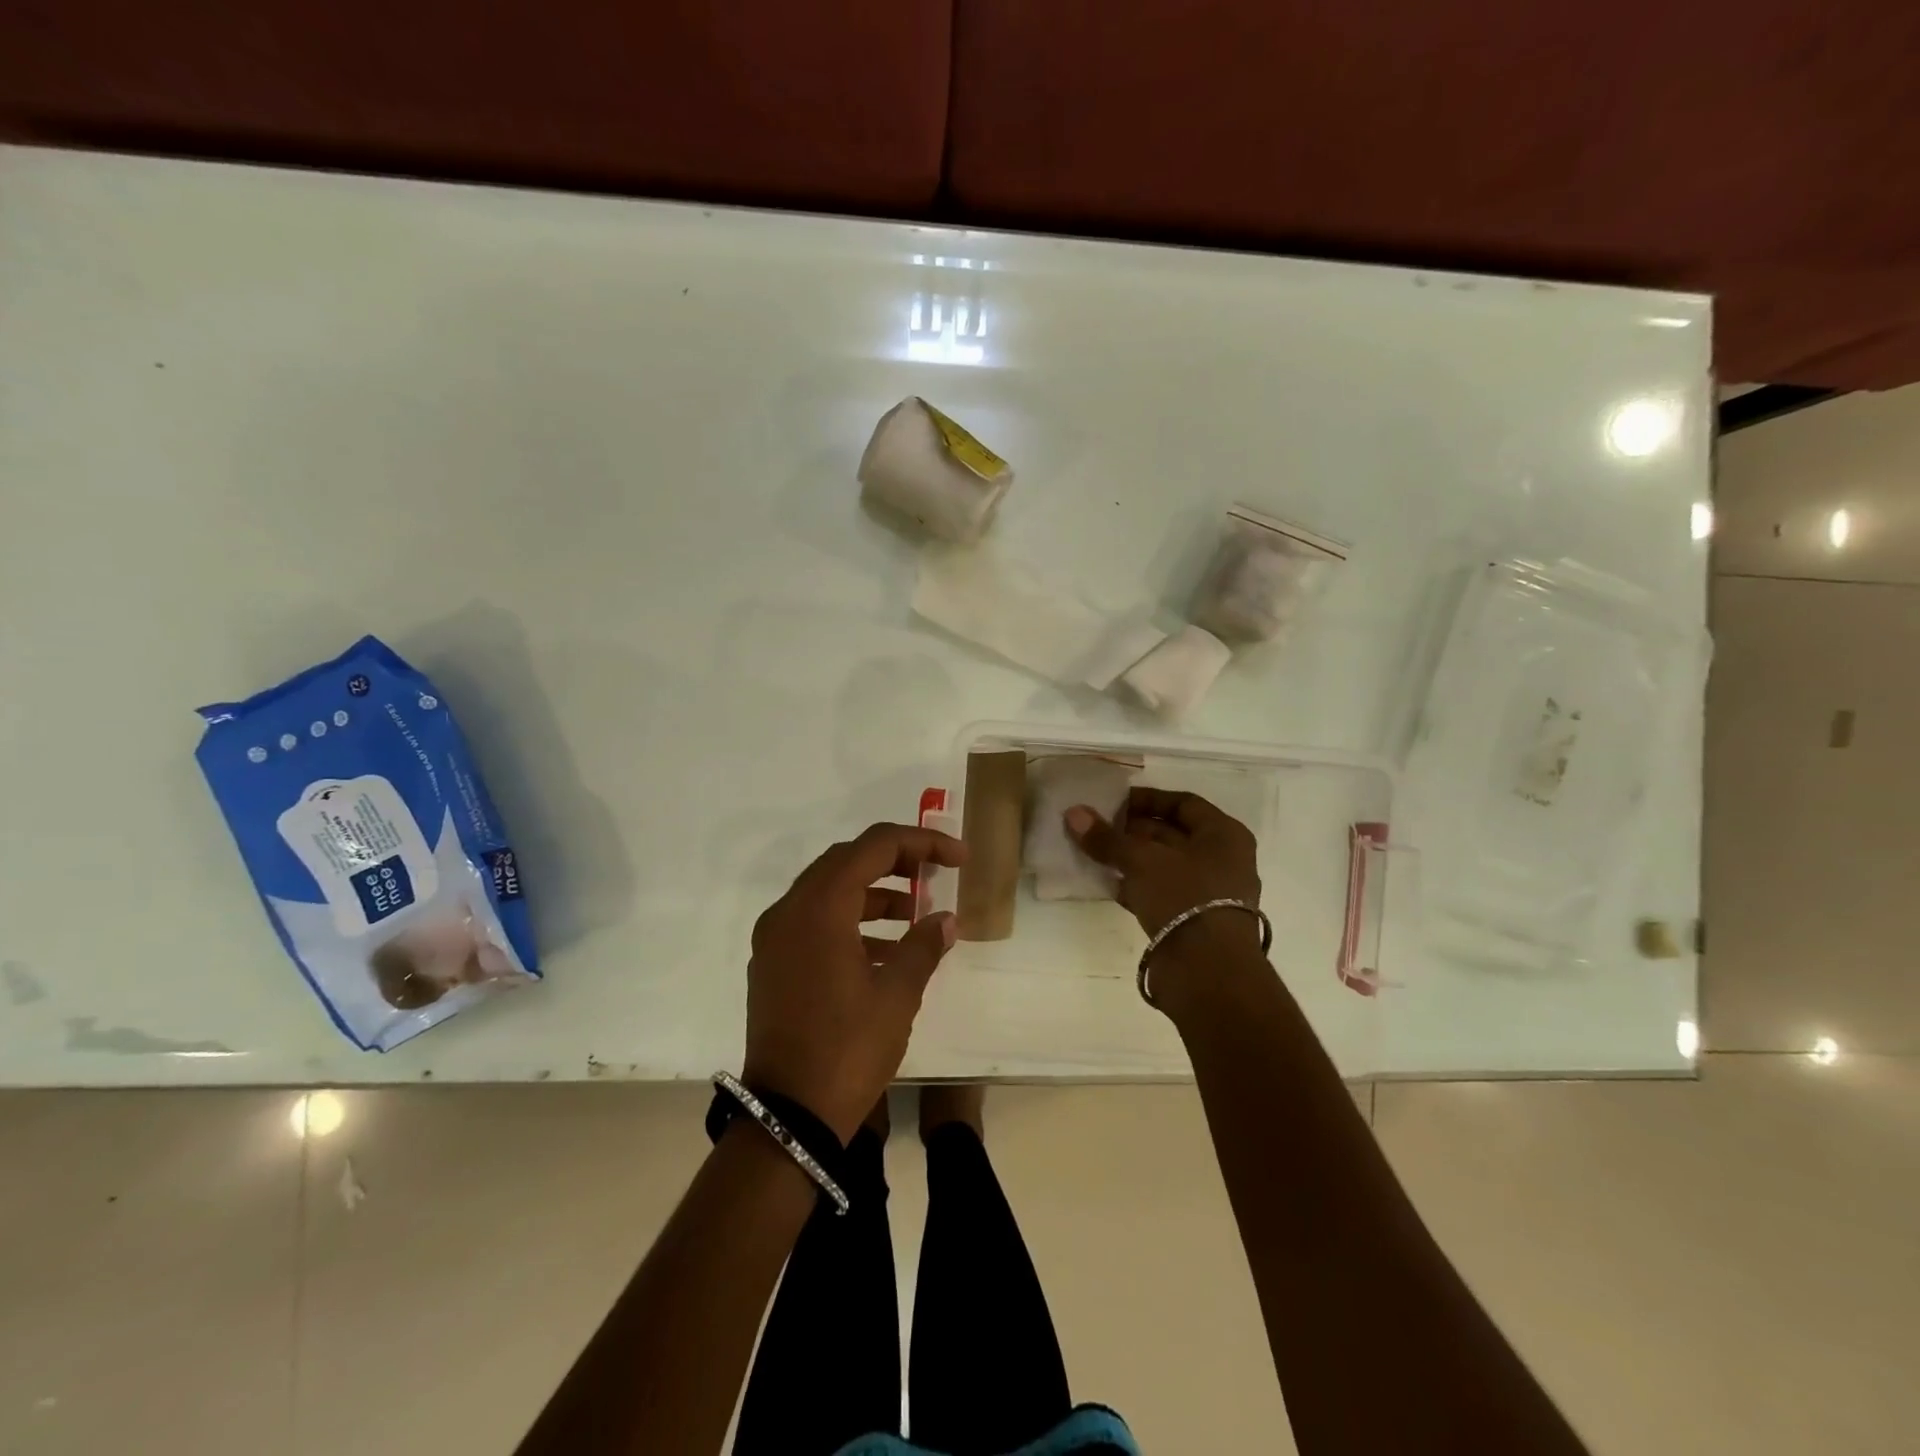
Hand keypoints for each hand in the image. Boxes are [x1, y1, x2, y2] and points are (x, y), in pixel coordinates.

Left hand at [743, 824, 965, 1142]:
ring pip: (828, 890)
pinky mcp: (772, 964)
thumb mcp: (897, 996)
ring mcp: (775, 938)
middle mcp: (789, 911)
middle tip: (935, 873)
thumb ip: (923, 946)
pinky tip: (885, 950)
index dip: (921, 842)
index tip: (957, 858)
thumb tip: (946, 920)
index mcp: (819, 908)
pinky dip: (850, 921)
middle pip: (846, 861)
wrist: (788, 1117)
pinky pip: (814, 922)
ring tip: (915, 913)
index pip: (873, 846)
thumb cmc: (847, 1050)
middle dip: (895, 860)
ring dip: (873, 892)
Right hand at [1065, 788, 1261, 960]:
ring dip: (1130, 859)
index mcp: (1223, 835)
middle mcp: (1222, 860)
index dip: (1147, 799)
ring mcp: (1209, 893)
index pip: (1183, 803)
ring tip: (1093, 853)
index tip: (1112, 802)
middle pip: (1172, 834)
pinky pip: (1160, 893)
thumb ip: (1107, 838)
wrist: (1207, 971)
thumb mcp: (1141, 860)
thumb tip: (1074, 813)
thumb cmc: (1183, 897)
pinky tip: (1106, 885)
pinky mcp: (1192, 921)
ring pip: (1163, 865)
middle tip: (1095, 827)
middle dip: (1133, 830)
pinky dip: (1135, 886)